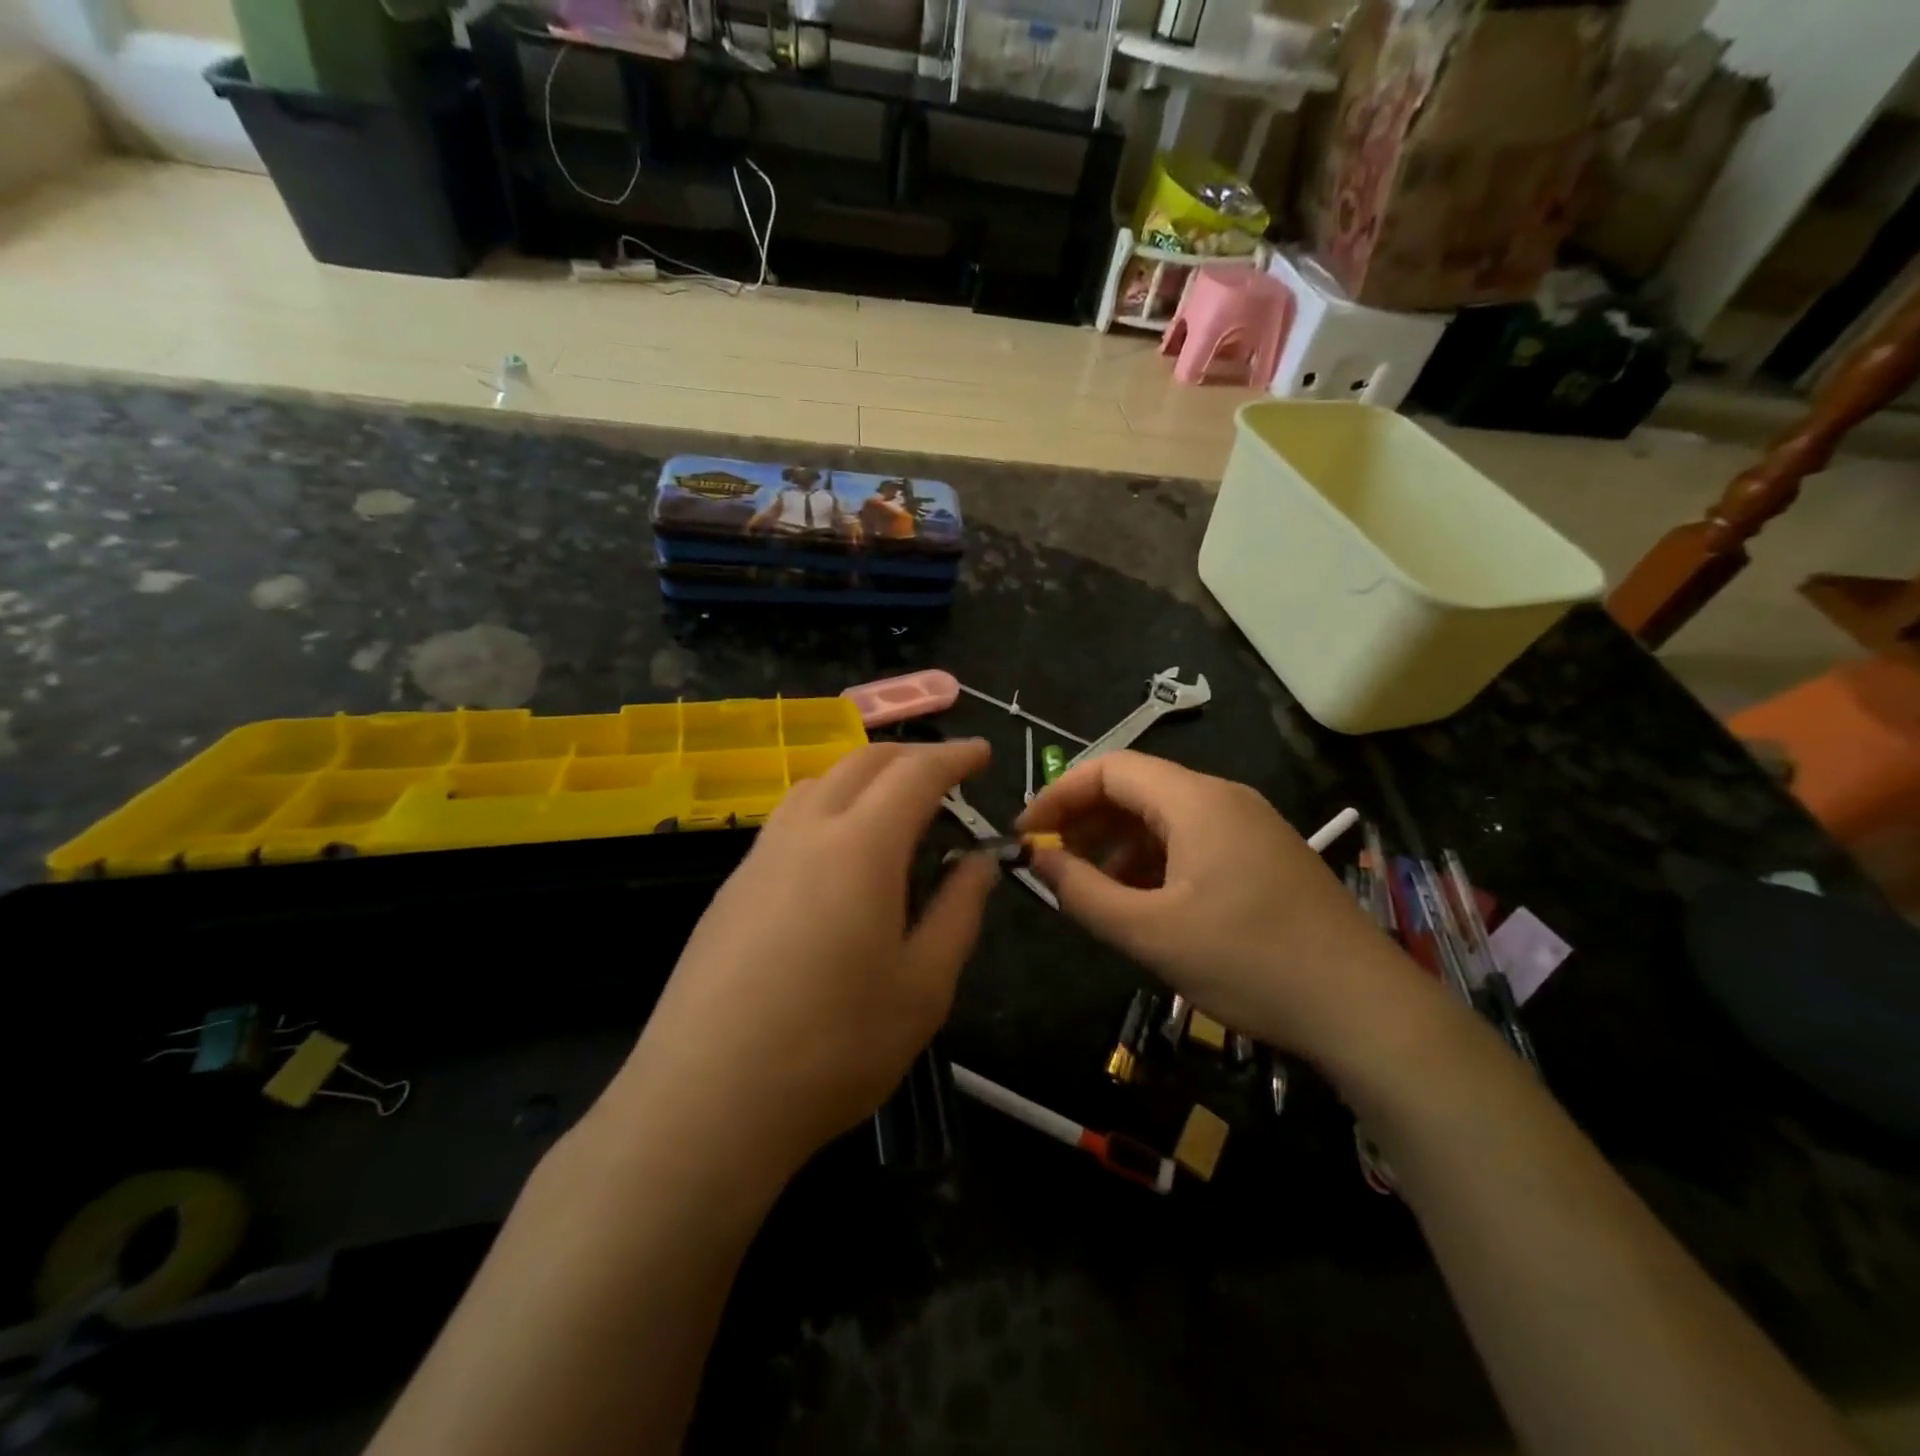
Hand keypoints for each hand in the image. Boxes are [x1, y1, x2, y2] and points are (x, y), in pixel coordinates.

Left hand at [611, 741, 998, 1179]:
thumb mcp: (923, 987)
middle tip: (945, 775)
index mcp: (860, 847)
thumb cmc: (833, 1047)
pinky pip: (787, 820)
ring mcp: (759, 858)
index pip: (914, 774)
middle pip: (860, 762)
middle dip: (909, 756)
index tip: (982, 754)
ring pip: (816, 784)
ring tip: (892, 809)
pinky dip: (827, 808)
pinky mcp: (731, 889)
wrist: (705, 1101)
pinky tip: (836, 857)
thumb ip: (958, 912)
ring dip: (862, 777)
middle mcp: (805, 833)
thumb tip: (978, 862)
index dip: (953, 757)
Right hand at [1018, 751, 1424, 1062]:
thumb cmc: (1250, 962)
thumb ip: (1083, 893)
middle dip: (1086, 820)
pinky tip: (1142, 902)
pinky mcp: (1263, 857)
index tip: (1028, 833)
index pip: (1110, 768)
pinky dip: (1154, 861)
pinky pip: (1192, 841)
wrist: (1364, 1009)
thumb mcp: (1151, 933)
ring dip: (1118, 844)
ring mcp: (1249, 826)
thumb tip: (1037, 860)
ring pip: (1164, 817)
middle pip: (1137, 788)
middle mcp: (1223, 798)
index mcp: (1196, 801)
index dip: (1059, 794)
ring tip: (1090, 888)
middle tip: (1052, 862)